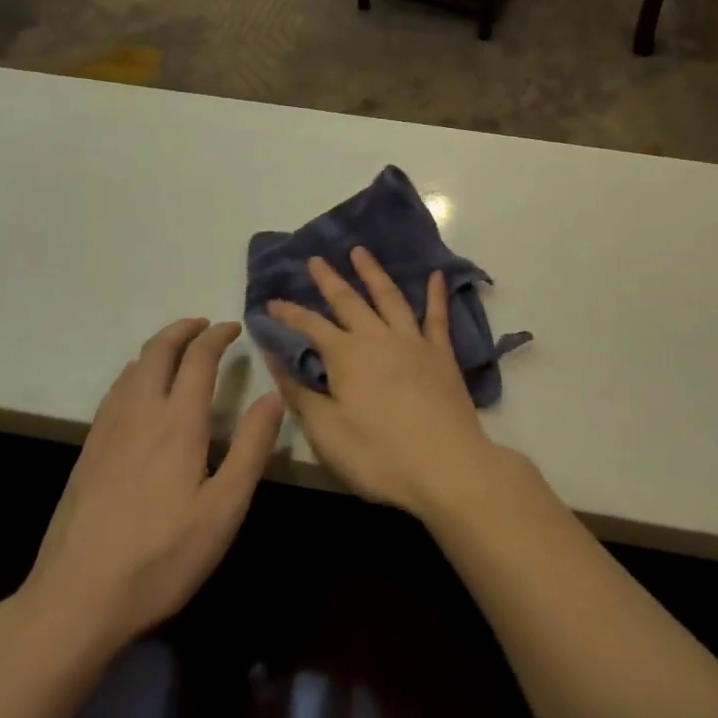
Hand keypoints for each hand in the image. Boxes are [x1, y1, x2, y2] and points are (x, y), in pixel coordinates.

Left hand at [13, 319, 283, 661]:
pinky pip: (114, 392)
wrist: (75, 600)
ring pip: (132, 368)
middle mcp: (140, 413)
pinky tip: (137, 389)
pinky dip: (134, 372)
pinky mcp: (88, 452)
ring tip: (177, 349)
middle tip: (205, 325)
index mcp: (178, 422)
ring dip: (158, 347)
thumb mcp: (224, 509)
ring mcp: (107, 431)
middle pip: (158, 350)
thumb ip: (251, 448)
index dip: (218, 336)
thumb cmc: (161, 557)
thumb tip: (273, 395)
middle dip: (183, 329)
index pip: (198, 358)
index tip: (234, 328)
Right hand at [266, 248, 504, 520]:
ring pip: (390, 297)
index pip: (310, 326)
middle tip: (316, 259)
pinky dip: (436, 294)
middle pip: (349, 301)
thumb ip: (299, 392)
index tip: (270, 302)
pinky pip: (437, 317)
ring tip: (361, 252)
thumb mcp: (326, 431)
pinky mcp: (442, 354)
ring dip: (373, 273)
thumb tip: (274, 357)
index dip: (289, 314)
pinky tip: (435, 276)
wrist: (446, 465)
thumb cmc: (379, 455)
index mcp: (346, 356)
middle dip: (330, 280)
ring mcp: (413, 342)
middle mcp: (378, 338)